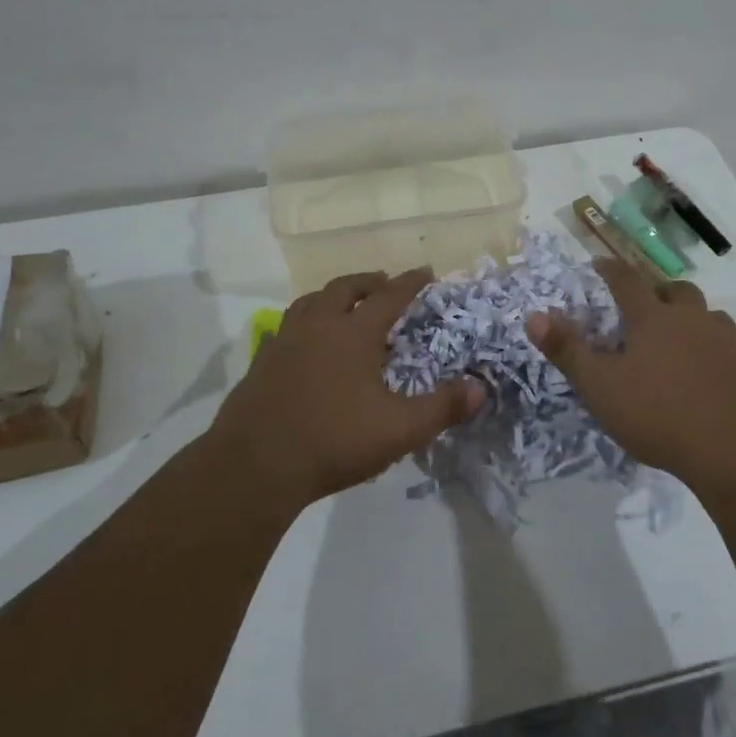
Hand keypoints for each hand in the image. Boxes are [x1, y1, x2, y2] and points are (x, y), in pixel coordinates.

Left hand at [212, 270, 484, 508]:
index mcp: (353, 333)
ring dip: (332, 296)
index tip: (426, 271)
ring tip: (344, 304)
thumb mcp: (400, 429)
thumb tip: (480, 388)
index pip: (389, 296)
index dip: (410, 282)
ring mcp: (284, 342)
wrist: (255, 465)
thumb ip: (443, 408)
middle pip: (344, 288)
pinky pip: (286, 327)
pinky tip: (306, 343)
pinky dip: (304, 322)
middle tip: (384, 283)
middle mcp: (318, 326)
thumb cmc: (334, 440)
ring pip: (310, 302)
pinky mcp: (261, 363)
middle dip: (368, 281)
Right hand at [525, 259, 735, 490]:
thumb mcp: (601, 387)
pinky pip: (729, 348)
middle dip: (659, 291)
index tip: (600, 262)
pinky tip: (707, 377)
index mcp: (653, 319)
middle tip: (646, 304)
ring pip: (710, 316)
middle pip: (678, 291)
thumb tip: (534, 315)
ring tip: (680, 338)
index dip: (611, 269)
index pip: (627, 281)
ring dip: (693, 319)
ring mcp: (727, 345)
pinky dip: (714, 351)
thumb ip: (567, 351)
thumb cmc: (660, 414)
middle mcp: (692, 322)